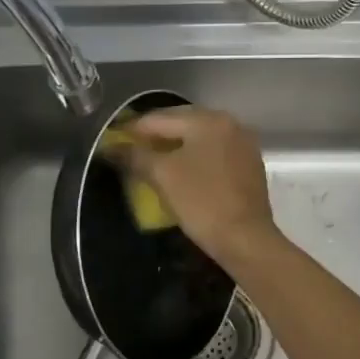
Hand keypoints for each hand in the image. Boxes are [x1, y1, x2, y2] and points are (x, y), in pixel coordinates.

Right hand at [114, 106, 279, 265]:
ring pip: (198, 139)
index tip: (112, 140)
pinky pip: (212, 153)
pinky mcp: (248, 165)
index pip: (159, 118)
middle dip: (154, 136)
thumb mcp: (162, 175)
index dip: (132, 129)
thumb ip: (134, 155)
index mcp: (208, 120)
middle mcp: (229, 124)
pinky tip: (180, 172)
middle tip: (129, 150)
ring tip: (152, 162)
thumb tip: (111, 147)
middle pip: (181, 123)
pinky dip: (193, 158)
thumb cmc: (201, 202)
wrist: (245, 239)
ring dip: (174, 147)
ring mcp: (242, 144)